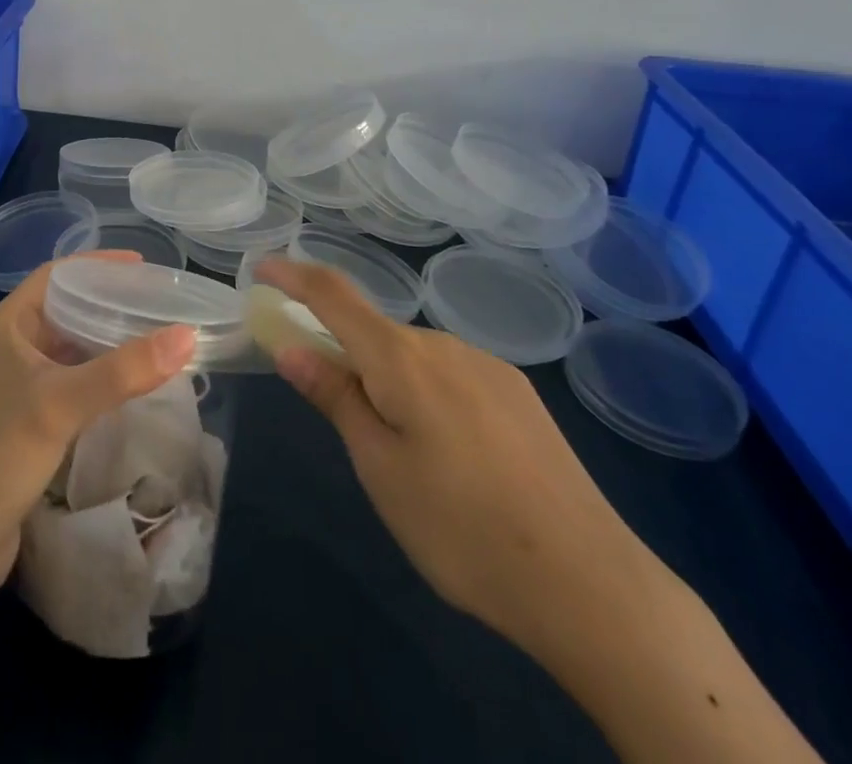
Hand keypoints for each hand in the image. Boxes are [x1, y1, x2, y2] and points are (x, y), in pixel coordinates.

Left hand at [0, 253, 195, 603]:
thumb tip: (186, 336)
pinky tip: (130, 384)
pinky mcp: (27, 421)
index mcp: (7, 326)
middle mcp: (10, 348)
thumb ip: (123, 370)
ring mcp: (17, 386)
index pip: (55, 275)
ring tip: (152, 337)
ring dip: (105, 341)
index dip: (97, 264)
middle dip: (108, 302)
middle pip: (65, 309)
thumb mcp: (62, 404)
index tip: (142, 266)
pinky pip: (71, 382)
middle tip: (156, 302)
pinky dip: (99, 376)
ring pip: (69, 348)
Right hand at [253, 256, 667, 653]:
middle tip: (340, 417)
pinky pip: (451, 373)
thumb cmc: (461, 529)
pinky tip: (454, 455)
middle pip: (373, 331)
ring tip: (406, 456)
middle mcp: (443, 344)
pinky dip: (427, 392)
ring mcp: (487, 365)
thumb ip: (335, 397)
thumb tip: (290, 347)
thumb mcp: (379, 469)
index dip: (292, 275)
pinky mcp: (518, 392)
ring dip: (389, 380)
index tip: (261, 268)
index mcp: (401, 358)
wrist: (590, 583)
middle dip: (344, 354)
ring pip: (414, 356)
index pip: (332, 295)